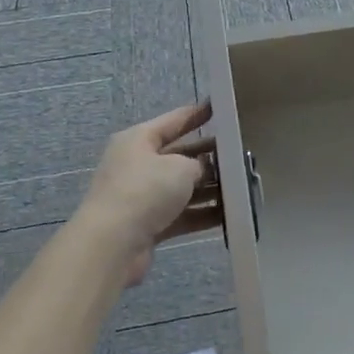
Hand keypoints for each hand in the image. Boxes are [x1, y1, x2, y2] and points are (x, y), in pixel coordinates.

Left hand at [73, 101, 221, 286]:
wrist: (112, 245)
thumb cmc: (145, 190)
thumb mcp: (180, 167)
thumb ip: (199, 164)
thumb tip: (204, 169)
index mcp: (139, 140)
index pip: (174, 120)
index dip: (197, 114)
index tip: (219, 108)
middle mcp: (138, 164)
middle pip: (179, 155)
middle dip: (208, 156)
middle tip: (239, 154)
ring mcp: (141, 196)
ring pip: (181, 187)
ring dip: (208, 188)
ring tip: (241, 186)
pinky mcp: (147, 225)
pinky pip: (181, 214)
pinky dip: (202, 214)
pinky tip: (229, 215)